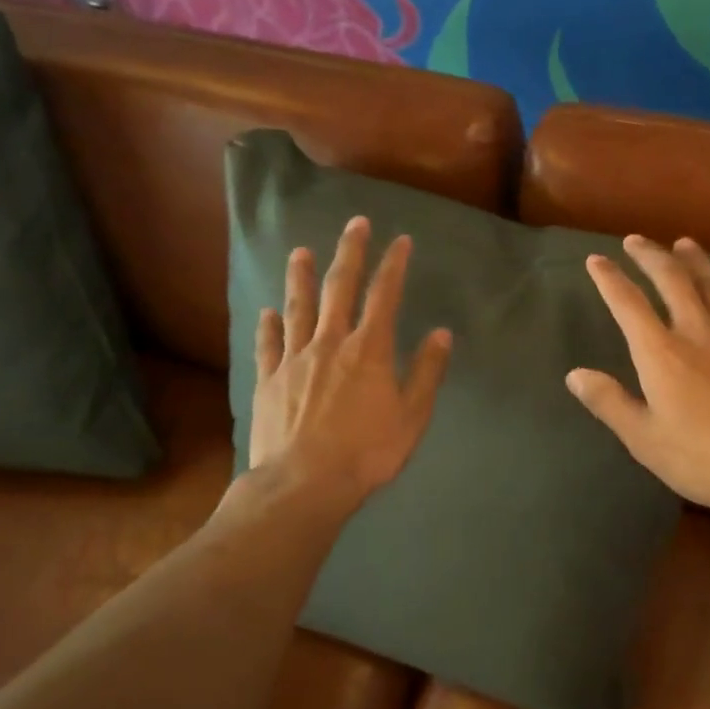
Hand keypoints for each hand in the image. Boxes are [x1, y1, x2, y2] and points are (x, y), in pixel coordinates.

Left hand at [249, 215, 451, 506]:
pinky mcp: (269, 379)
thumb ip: (427, 372)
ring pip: (298, 307)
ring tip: (301, 252)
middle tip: (355, 224)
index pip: (384, 296)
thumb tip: (442, 333)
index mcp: (369, 350)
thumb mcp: (411, 417)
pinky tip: (268, 311)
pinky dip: (269, 325)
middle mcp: (330, 342)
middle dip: (350, 253)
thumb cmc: (366, 453)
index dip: (393, 265)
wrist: (304, 484)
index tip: (400, 241)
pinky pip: (269, 344)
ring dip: (301, 277)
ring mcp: (295, 359)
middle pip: (339, 288)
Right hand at [567, 235, 709, 520]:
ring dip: (696, 262)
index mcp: (660, 353)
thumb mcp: (645, 440)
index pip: (627, 304)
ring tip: (684, 243)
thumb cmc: (706, 459)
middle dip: (651, 256)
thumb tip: (575, 375)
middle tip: (636, 240)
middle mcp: (697, 332)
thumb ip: (610, 403)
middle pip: (671, 280)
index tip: (596, 259)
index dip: (609, 279)